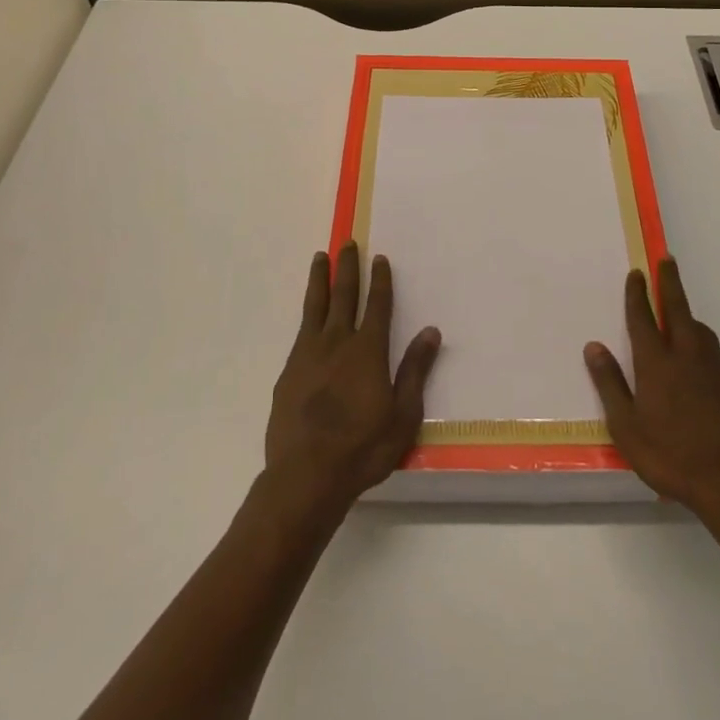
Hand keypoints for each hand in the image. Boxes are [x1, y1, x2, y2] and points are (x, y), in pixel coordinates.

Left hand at [264, 242, 440, 519]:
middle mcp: (337, 342)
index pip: (377, 305)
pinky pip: (300, 332)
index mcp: (368, 350)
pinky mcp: (288, 372)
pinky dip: (307, 314)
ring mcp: (308, 355)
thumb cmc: (362, 449)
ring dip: (320, 280)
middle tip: (347, 243)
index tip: (379, 257)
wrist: (305, 476)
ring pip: (315, 306)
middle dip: (348, 268)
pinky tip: (308, 315)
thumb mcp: (402, 415)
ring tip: (320, 258)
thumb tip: (431, 331)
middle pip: (344, 295)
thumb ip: (415, 370)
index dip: (380, 280)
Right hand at [585, 258, 719, 514]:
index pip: (643, 318)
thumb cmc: (670, 455)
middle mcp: (686, 357)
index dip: (637, 294)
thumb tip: (593, 346)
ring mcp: (714, 371)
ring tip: (682, 313)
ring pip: (701, 331)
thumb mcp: (627, 426)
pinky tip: (700, 367)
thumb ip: (610, 384)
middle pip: (678, 310)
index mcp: (657, 363)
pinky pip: (714, 357)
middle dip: (670, 283)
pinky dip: (703, 348)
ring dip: (689, 315)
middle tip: (667, 260)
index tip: (637, 273)